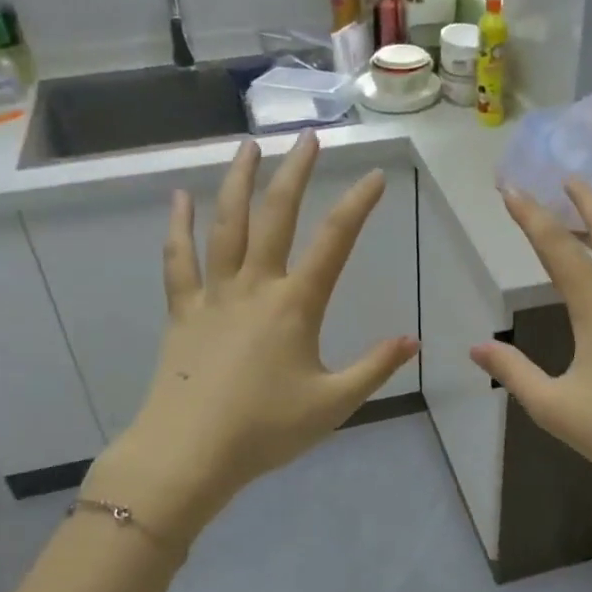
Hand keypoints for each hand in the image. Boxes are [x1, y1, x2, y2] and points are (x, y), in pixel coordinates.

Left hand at [83, 133, 418, 548]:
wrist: (188, 454)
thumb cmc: (264, 431)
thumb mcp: (333, 404)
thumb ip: (374, 368)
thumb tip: (413, 341)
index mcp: (295, 306)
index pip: (334, 242)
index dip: (357, 205)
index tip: (374, 175)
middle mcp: (254, 286)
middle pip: (275, 216)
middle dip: (295, 173)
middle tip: (307, 137)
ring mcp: (213, 295)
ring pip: (225, 225)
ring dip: (237, 182)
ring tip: (248, 146)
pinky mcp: (182, 311)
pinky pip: (178, 260)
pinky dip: (177, 227)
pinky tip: (177, 198)